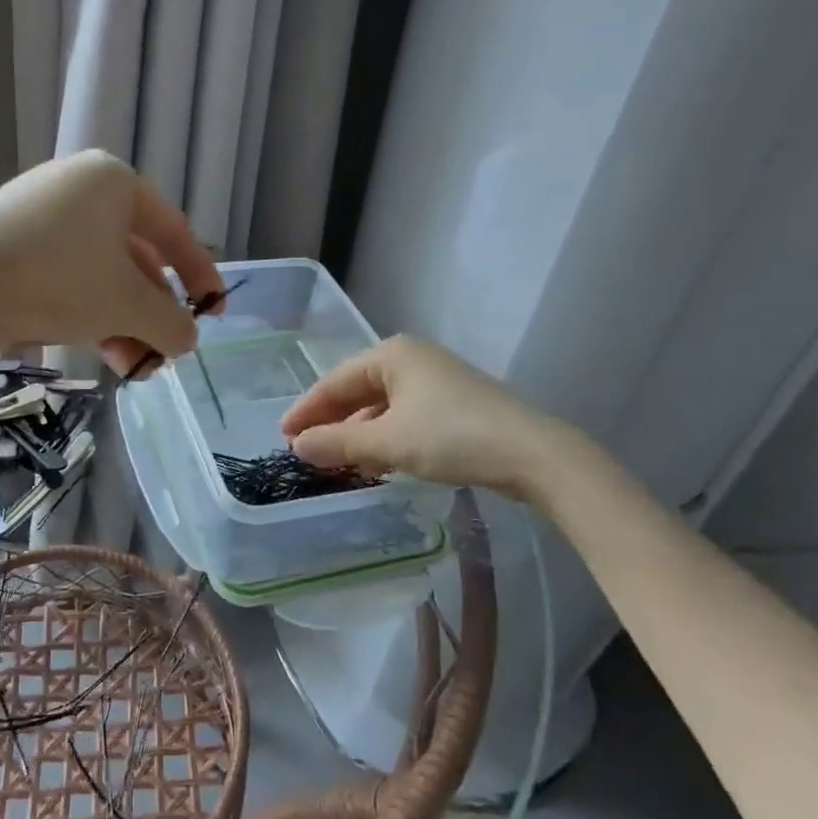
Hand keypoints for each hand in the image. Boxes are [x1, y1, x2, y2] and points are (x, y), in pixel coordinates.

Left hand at [0, 150, 224, 376]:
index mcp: (113, 182)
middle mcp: (79, 190)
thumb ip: (170, 322)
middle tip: (165, 354)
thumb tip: (187, 340)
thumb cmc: (55, 280)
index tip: (214, 314)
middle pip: (136, 257)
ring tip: (134, 368)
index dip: (200, 276)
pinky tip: (102, 354)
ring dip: (125, 322)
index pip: (174, 231)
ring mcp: (41, 218)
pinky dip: (91, 314)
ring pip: (101, 274)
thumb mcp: (125, 303)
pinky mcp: (13, 247)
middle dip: (154, 312)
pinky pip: (69, 279)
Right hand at [280, 335, 586, 502]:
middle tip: (305, 449)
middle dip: (332, 423)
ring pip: (382, 407)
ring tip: (336, 462)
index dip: (307, 410)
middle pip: (358, 391)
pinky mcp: (454, 406)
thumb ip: (339, 444)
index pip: (336, 381)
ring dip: (358, 434)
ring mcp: (436, 382)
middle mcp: (412, 360)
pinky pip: (404, 418)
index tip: (284, 435)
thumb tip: (297, 446)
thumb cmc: (453, 437)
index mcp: (392, 355)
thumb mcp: (389, 443)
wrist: (533, 454)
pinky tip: (376, 463)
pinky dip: (385, 439)